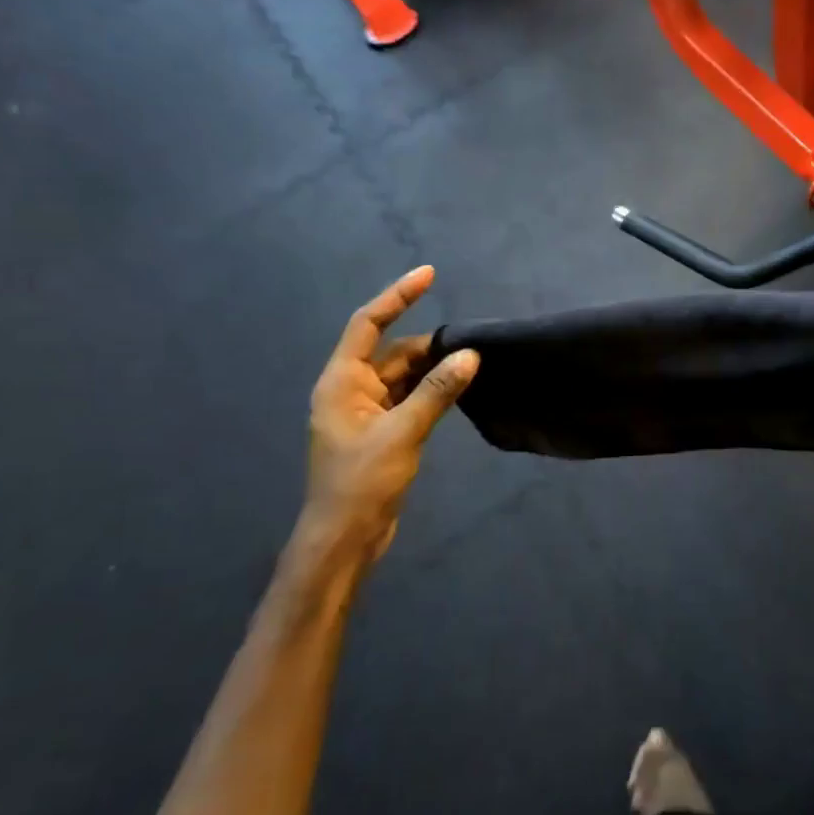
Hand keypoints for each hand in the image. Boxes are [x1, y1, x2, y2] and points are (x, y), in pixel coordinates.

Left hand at [295, 266, 478, 576]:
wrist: (344, 540)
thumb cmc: (362, 483)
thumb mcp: (403, 433)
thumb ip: (437, 392)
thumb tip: (470, 355)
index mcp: (341, 381)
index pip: (369, 323)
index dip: (398, 296)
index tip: (429, 274)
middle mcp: (351, 389)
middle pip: (391, 351)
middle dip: (428, 343)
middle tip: (471, 340)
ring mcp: (366, 412)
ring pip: (403, 376)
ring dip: (433, 368)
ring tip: (472, 360)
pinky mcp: (381, 432)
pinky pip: (408, 398)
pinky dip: (431, 391)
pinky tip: (458, 389)